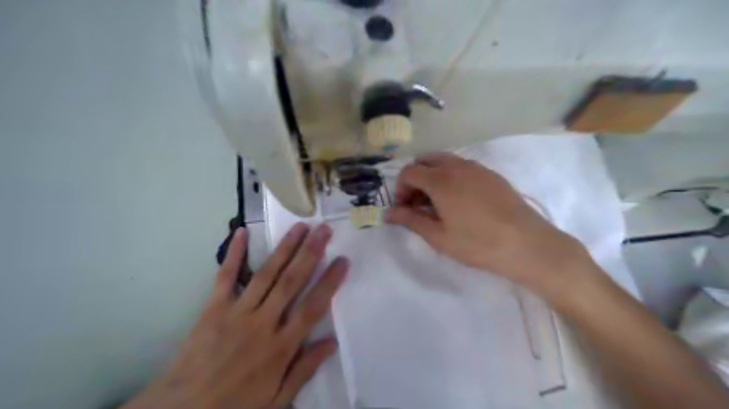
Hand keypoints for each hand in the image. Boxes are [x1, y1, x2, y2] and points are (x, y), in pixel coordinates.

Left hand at [124, 224, 347, 407]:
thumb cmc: (235, 405)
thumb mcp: (276, 399)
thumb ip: (304, 369)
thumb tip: (332, 342)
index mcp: (281, 347)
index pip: (313, 307)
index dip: (330, 282)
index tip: (343, 260)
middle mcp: (263, 323)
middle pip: (292, 282)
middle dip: (311, 253)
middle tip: (324, 230)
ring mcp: (237, 312)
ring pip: (267, 273)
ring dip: (285, 248)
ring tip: (300, 226)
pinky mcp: (214, 308)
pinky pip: (226, 276)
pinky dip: (234, 253)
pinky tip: (242, 232)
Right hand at [387, 153, 591, 300]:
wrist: (528, 244)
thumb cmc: (478, 243)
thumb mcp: (439, 236)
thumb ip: (411, 220)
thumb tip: (388, 213)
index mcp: (441, 180)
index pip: (409, 172)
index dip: (400, 189)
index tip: (404, 209)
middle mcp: (457, 166)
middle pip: (425, 161)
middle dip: (415, 179)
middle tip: (418, 204)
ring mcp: (477, 167)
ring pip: (444, 161)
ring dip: (432, 177)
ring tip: (437, 203)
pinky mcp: (491, 174)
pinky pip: (462, 167)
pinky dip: (450, 177)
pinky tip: (459, 201)